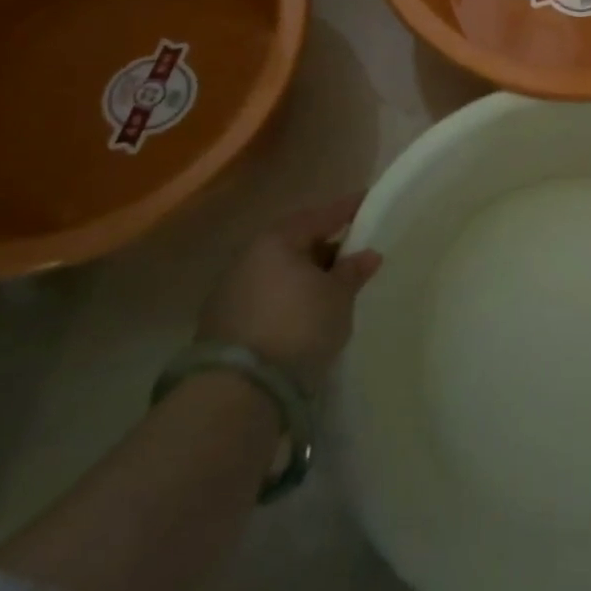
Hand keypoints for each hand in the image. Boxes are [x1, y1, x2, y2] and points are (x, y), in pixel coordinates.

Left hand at [198, 195, 381, 393]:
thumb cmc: (299, 327)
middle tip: (353, 253)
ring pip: (278, 270)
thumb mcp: (338, 297)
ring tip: (331, 287)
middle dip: (325, 245)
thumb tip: (367, 254)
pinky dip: (287, 296)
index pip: (321, 215)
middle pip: (295, 241)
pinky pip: (266, 296)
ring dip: (304, 274)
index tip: (368, 200)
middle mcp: (248, 257)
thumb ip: (352, 271)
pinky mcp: (222, 322)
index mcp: (277, 240)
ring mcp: (230, 290)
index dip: (348, 208)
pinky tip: (303, 311)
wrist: (240, 390)